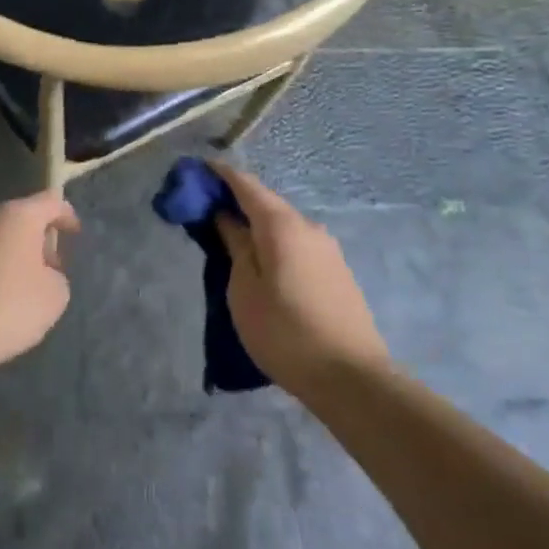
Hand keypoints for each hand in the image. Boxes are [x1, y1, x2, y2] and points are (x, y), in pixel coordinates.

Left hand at [0, 191, 79, 382]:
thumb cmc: (8, 307)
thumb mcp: (55, 295)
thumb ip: (56, 274)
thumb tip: (41, 271)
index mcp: (18, 214)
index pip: (51, 201)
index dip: (67, 215)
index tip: (75, 234)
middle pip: (23, 216)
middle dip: (39, 237)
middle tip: (51, 267)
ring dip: (15, 251)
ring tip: (25, 286)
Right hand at [213, 164, 389, 398]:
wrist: (352, 378)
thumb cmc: (285, 332)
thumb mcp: (244, 290)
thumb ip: (235, 245)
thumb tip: (227, 217)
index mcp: (282, 224)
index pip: (246, 184)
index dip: (220, 174)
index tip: (196, 170)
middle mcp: (308, 226)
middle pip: (266, 202)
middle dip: (236, 200)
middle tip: (207, 210)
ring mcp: (327, 249)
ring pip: (283, 224)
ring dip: (256, 224)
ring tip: (232, 240)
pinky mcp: (337, 271)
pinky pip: (297, 244)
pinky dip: (274, 242)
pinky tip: (264, 262)